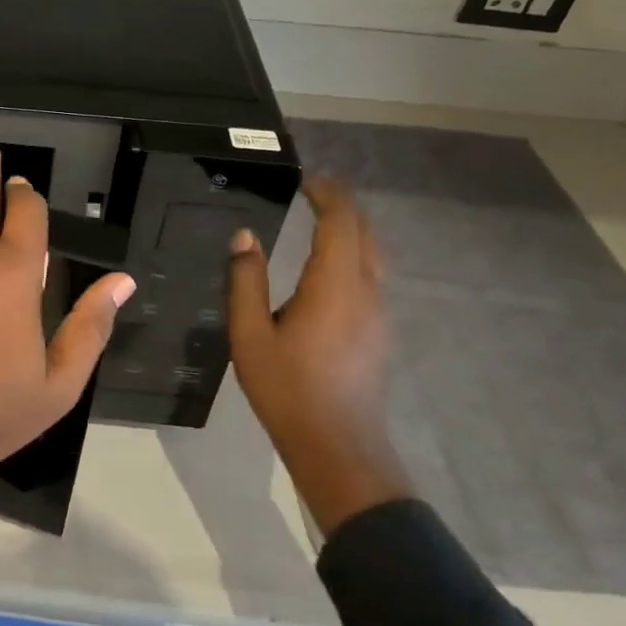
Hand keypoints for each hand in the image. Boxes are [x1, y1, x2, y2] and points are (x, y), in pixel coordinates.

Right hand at [227, 174, 412, 535]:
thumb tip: (245, 236)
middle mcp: (367, 291)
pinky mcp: (380, 331)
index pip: (341, 221)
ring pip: (375, 254)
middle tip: (313, 193)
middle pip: (366, 232)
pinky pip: (373, 276)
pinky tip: (330, 269)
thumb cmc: (287, 388)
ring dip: (352, 230)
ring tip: (321, 222)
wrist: (337, 444)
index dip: (327, 194)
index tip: (305, 180)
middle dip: (343, 206)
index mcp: (335, 285)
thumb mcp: (250, 334)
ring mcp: (380, 313)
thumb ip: (246, 280)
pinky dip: (355, 255)